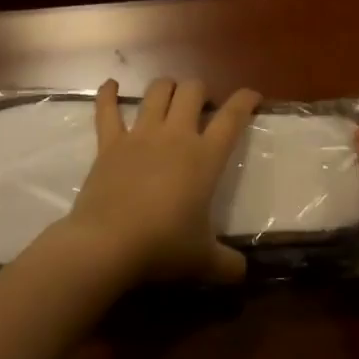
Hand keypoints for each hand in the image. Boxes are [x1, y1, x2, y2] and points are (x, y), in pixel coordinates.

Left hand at [62, 76, 260, 285]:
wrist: (107, 244)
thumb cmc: (163, 247)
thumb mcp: (204, 261)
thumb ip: (228, 265)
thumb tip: (243, 274)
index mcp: (205, 157)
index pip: (232, 117)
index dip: (245, 101)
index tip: (252, 96)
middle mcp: (175, 136)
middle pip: (192, 91)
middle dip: (200, 91)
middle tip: (202, 106)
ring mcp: (140, 135)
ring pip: (157, 92)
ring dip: (166, 88)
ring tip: (170, 94)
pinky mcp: (109, 143)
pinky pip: (106, 110)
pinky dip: (107, 94)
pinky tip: (110, 85)